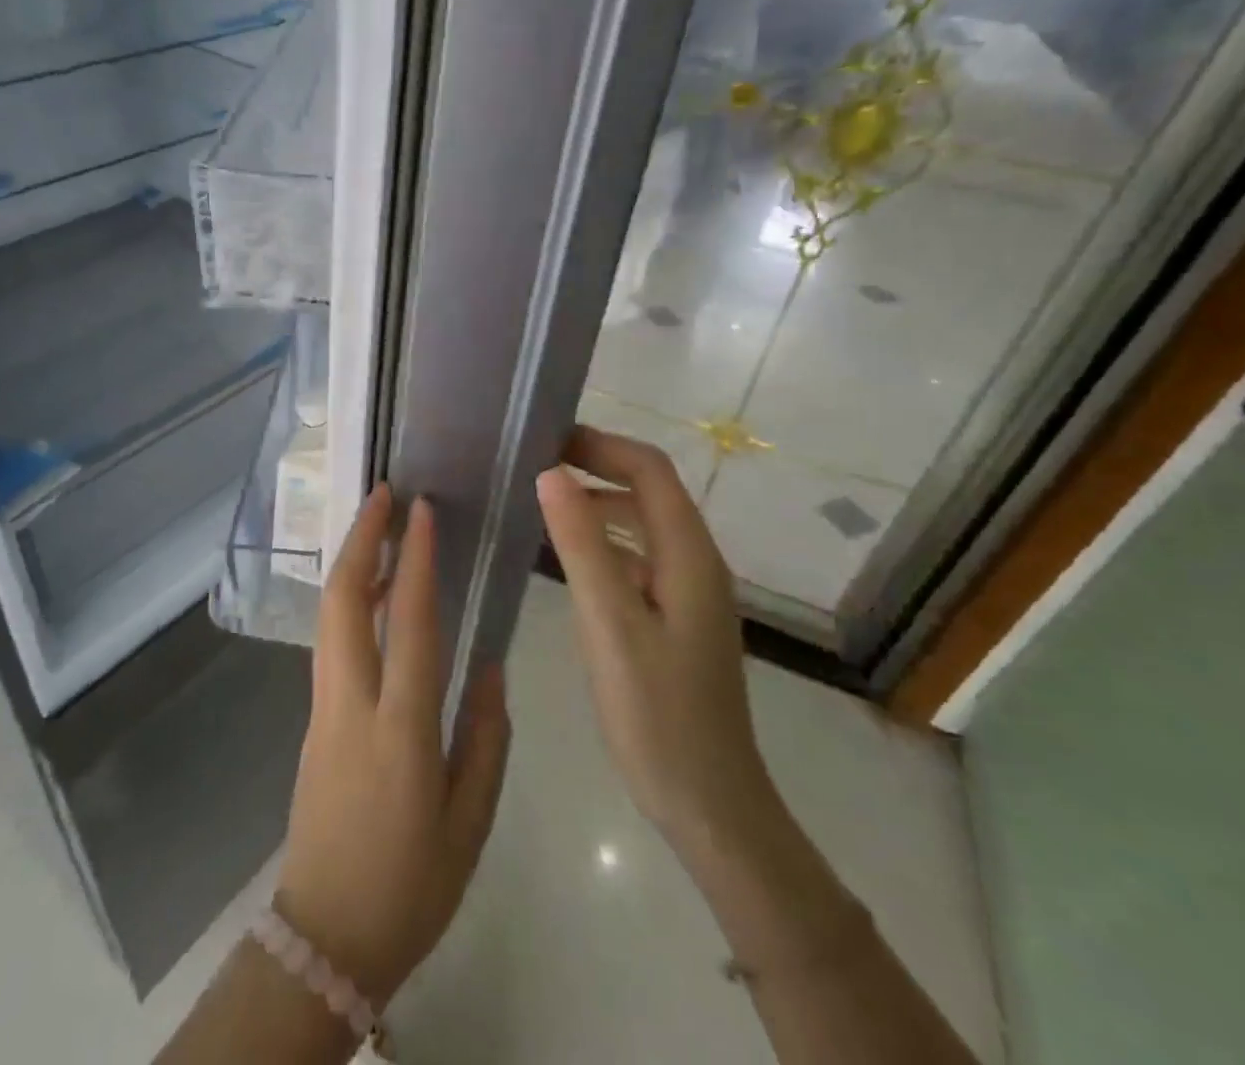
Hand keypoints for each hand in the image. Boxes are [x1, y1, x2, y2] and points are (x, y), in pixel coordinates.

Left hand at [275, 486, 511, 1006]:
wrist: (326, 937)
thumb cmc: (411, 885)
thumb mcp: (471, 823)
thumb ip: (486, 738)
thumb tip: (490, 664)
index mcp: (401, 730)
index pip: (409, 624)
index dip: (415, 561)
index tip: (420, 510)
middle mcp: (352, 704)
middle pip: (345, 602)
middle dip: (361, 540)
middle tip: (381, 495)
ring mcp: (323, 708)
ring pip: (330, 616)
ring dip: (352, 564)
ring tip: (379, 528)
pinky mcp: (313, 719)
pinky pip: (331, 642)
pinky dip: (350, 602)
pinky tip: (376, 594)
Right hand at [536, 426, 771, 844]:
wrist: (709, 804)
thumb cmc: (657, 715)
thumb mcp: (610, 625)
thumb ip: (582, 546)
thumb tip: (551, 473)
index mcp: (689, 556)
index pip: (650, 470)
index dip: (601, 445)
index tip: (546, 440)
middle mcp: (696, 562)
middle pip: (649, 490)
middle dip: (596, 466)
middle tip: (534, 465)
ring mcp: (689, 592)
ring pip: (643, 523)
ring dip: (598, 501)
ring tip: (543, 500)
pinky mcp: (677, 617)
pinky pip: (639, 557)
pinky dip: (604, 540)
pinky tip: (567, 557)